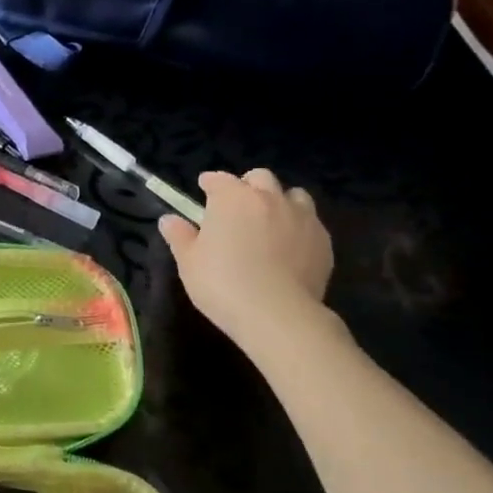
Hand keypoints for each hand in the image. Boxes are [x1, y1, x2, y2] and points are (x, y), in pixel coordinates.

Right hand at [159, 168, 333, 348]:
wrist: (277, 314)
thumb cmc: (222, 283)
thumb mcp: (189, 261)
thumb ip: (179, 236)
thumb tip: (169, 220)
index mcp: (233, 198)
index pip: (219, 179)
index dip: (210, 183)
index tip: (204, 190)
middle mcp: (269, 199)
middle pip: (260, 178)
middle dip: (248, 186)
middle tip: (237, 207)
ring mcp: (301, 218)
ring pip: (293, 195)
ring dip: (280, 202)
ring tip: (270, 223)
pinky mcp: (323, 241)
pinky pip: (311, 223)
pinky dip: (299, 228)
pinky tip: (290, 248)